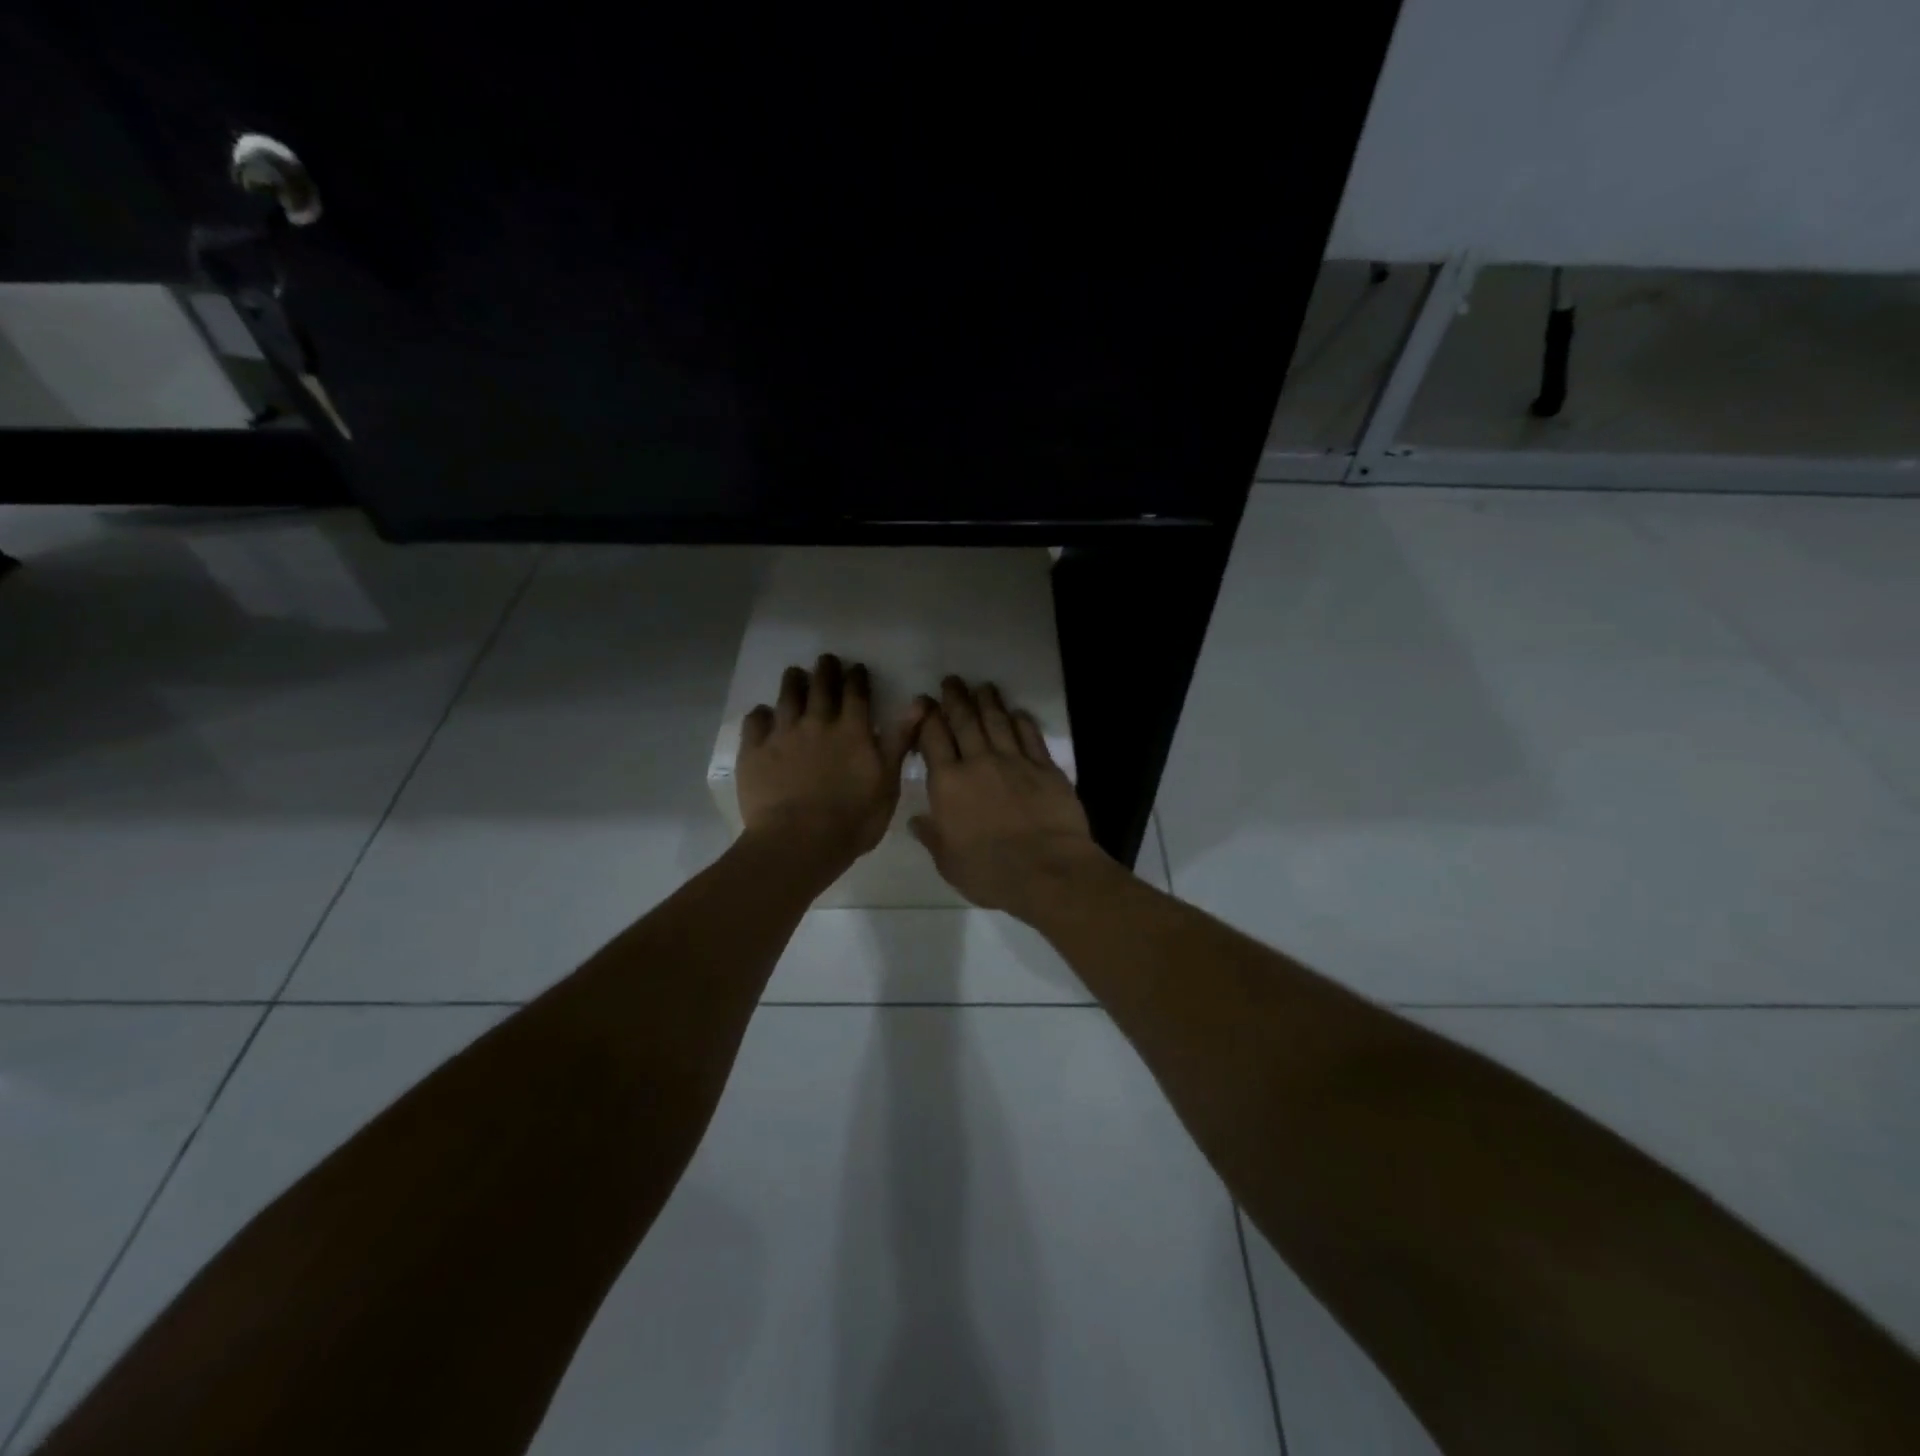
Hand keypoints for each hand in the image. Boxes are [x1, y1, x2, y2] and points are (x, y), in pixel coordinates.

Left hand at [737, 655, 921, 875]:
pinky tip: (763, 714)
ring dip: (793, 682)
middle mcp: (817, 723)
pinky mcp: (754, 751)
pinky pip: (755, 722)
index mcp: (853, 730)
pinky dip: (760, 714)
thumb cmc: (853, 819)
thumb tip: (919, 702)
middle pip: (821, 687)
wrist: (799, 841)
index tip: (857, 668)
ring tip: (795, 673)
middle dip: (825, 671)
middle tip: (826, 660)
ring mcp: (783, 735)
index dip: (857, 678)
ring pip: (787, 697)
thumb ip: (900, 740)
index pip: (856, 694)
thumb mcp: (889, 782)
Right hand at [910, 677, 1112, 920]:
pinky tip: (1017, 712)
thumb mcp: (949, 862)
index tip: (924, 702)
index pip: (933, 739)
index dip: (927, 717)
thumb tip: (916, 820)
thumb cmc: (990, 872)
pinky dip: (1022, 721)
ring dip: (988, 701)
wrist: (1047, 870)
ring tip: (983, 687)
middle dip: (956, 699)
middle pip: (964, 721)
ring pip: (997, 721)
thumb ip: (932, 837)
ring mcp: (1014, 761)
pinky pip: (1030, 736)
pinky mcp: (1045, 767)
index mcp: (948, 783)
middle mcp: (978, 763)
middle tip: (952, 680)